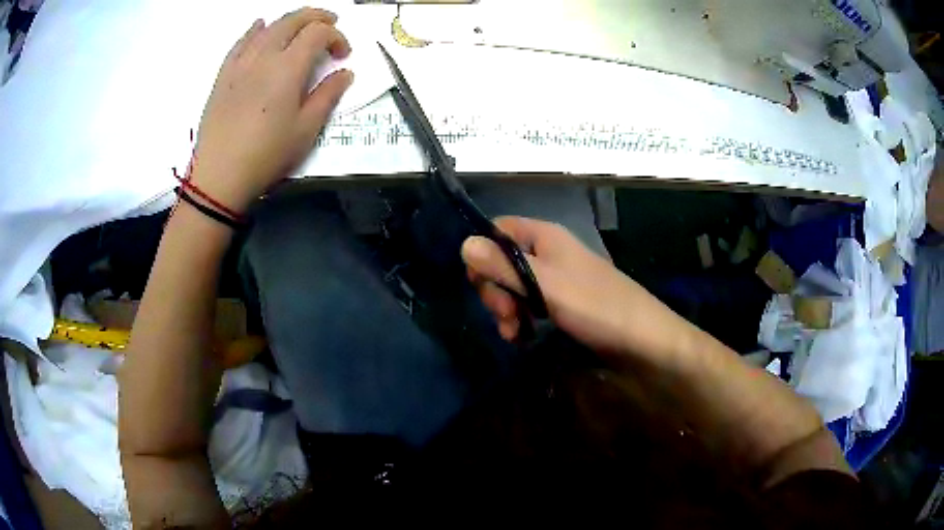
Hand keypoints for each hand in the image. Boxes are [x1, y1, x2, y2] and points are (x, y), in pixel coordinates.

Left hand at [189, 8, 353, 212]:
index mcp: (288, 68)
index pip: (318, 33)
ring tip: (301, 26)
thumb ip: (328, 96)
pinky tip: (260, 26)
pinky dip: (254, 30)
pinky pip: (240, 42)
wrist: (219, 176)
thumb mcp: (306, 130)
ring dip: (289, 20)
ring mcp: (240, 63)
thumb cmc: (266, 155)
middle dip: (317, 17)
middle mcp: (264, 56)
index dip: (337, 37)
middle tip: (330, 25)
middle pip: (293, 20)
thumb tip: (345, 73)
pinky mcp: (223, 75)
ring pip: (268, 27)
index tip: (343, 56)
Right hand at [462, 216, 684, 358]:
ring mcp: (556, 278)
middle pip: (502, 261)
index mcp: (544, 237)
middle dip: (495, 289)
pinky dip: (521, 319)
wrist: (641, 339)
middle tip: (503, 316)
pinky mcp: (562, 302)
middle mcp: (548, 252)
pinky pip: (529, 304)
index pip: (498, 230)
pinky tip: (521, 337)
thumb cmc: (595, 306)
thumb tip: (464, 244)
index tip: (479, 283)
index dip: (482, 253)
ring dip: (506, 310)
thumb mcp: (545, 285)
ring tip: (513, 334)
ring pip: (514, 286)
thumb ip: (504, 266)